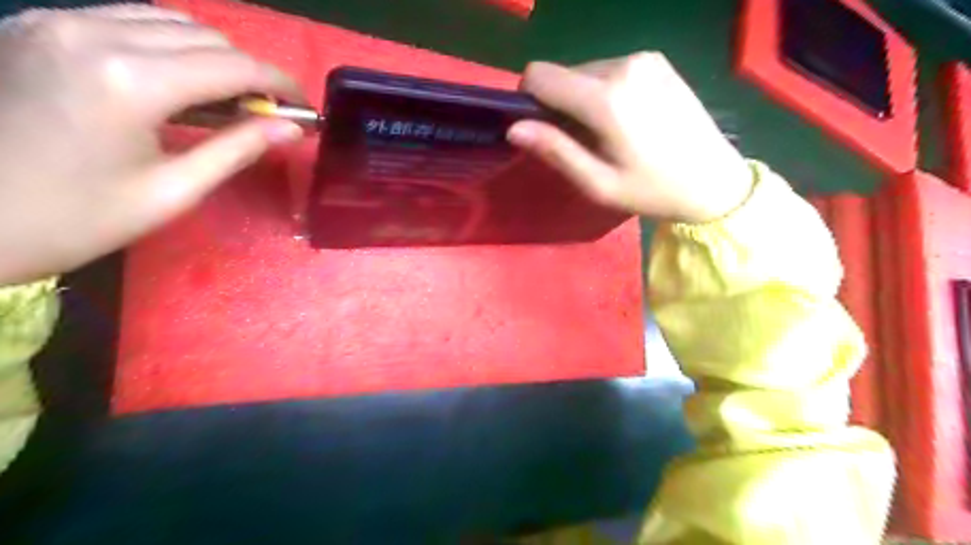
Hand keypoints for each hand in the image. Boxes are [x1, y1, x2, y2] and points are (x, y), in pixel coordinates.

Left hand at [0, 5, 306, 284]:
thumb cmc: (77, 219)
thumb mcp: (174, 191)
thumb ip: (238, 149)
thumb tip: (292, 128)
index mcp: (132, 80)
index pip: (234, 66)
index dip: (280, 83)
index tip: (303, 107)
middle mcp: (94, 32)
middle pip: (206, 37)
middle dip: (249, 72)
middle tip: (268, 113)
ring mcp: (58, 21)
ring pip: (169, 20)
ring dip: (213, 57)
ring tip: (228, 99)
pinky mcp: (37, 25)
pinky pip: (127, 19)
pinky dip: (169, 45)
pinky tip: (178, 82)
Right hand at [510, 51, 753, 223]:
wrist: (715, 181)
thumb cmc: (652, 190)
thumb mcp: (598, 183)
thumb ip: (556, 151)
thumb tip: (514, 128)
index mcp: (605, 97)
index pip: (539, 75)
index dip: (529, 99)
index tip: (541, 128)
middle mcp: (622, 65)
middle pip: (563, 74)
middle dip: (560, 104)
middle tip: (583, 142)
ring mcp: (643, 58)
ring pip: (586, 71)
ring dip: (584, 99)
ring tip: (608, 133)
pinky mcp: (657, 61)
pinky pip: (611, 69)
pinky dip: (606, 91)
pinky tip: (628, 118)